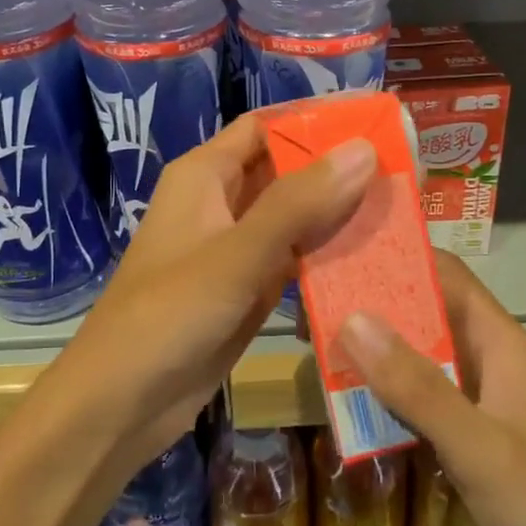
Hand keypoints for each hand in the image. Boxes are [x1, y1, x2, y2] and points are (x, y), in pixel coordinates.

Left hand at [64, 115, 375, 464]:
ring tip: (400, 208)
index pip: (266, 127)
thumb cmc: (168, 315)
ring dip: (338, 213)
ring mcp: (235, 248)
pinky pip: (294, 258)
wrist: (121, 405)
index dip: (316, 120)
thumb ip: (299, 203)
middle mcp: (221, 202)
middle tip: (403, 170)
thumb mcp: (236, 254)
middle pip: (286, 170)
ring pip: (294, 216)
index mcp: (205, 175)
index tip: (376, 121)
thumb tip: (364, 149)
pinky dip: (327, 255)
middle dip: (337, 169)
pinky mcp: (247, 289)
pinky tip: (373, 258)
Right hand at [334, 254, 525, 525]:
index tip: (339, 252)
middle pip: (425, 313)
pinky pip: (421, 401)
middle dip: (373, 306)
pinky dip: (387, 395)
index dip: (397, 257)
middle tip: (310, 306)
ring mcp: (479, 401)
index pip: (445, 274)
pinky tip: (347, 402)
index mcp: (499, 342)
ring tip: (315, 345)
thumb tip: (352, 319)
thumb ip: (416, 385)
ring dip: (375, 352)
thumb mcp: (478, 445)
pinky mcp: (471, 438)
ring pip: (418, 358)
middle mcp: (487, 360)